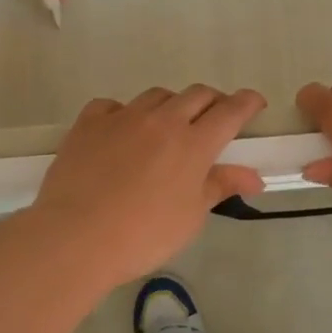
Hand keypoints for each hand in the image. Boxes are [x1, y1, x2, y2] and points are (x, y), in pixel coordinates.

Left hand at [32, 85, 266, 288]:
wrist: (76, 237)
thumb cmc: (143, 235)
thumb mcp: (191, 216)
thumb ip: (221, 187)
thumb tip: (254, 177)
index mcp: (193, 144)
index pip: (230, 111)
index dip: (247, 103)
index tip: (255, 104)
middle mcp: (161, 121)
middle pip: (197, 95)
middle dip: (213, 102)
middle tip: (215, 120)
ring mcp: (122, 118)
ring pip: (157, 96)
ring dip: (172, 105)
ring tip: (169, 128)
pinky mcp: (88, 124)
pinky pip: (113, 106)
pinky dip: (125, 114)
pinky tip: (122, 132)